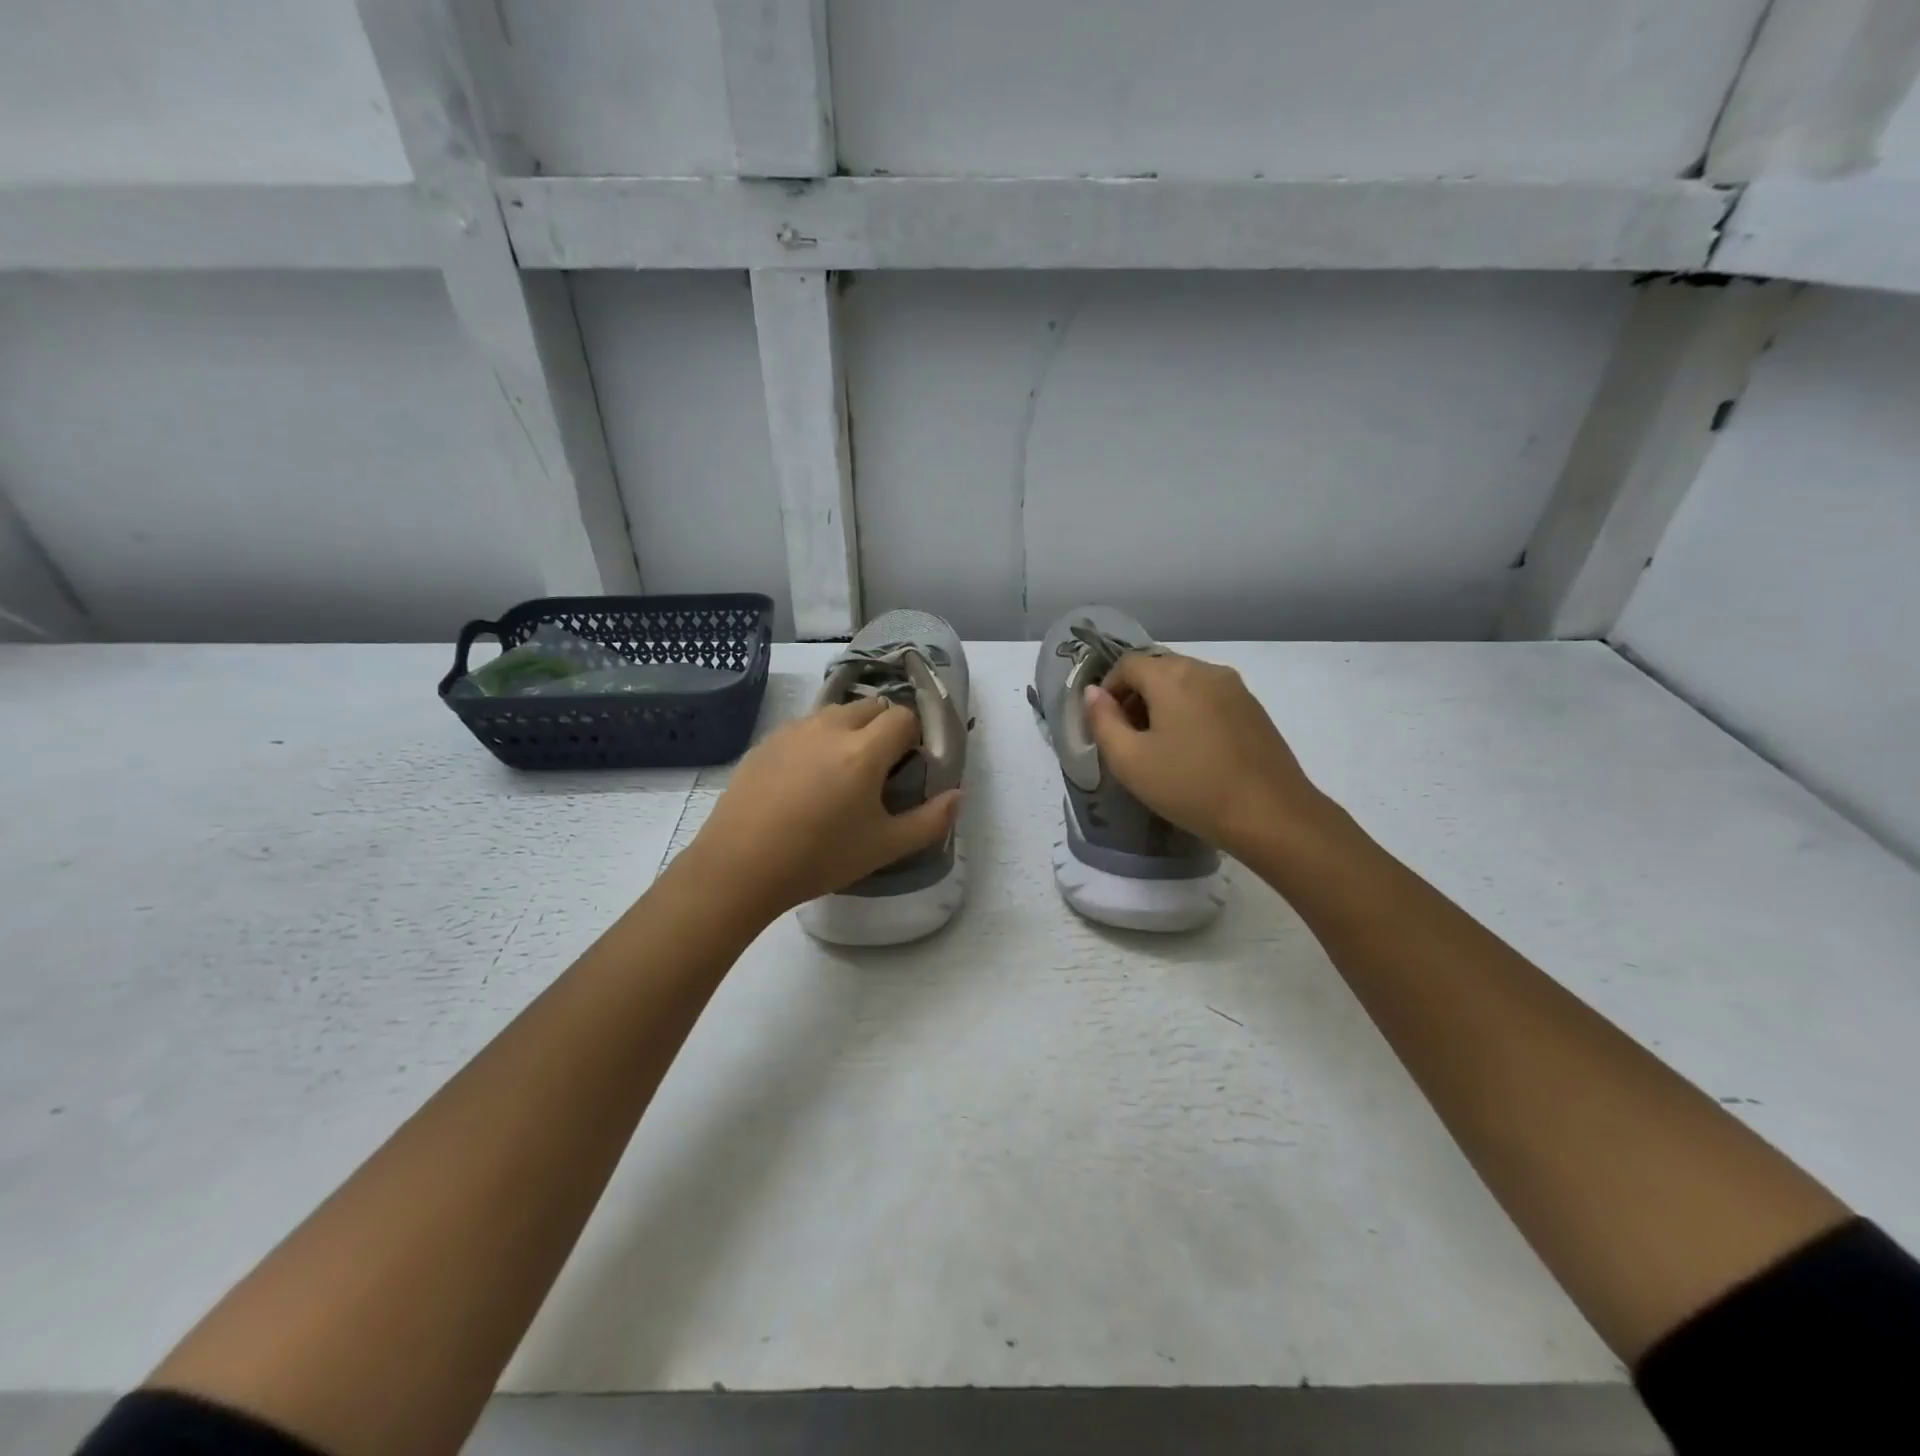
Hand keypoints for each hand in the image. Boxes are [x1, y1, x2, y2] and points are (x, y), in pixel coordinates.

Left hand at [688, 698, 961, 919]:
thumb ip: (930, 821)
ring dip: (849, 730)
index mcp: (864, 750)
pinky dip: (816, 741)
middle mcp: (830, 728)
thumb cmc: (819, 857)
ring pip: (834, 713)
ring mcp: (793, 731)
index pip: (903, 717)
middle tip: (878, 769)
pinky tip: (804, 780)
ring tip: (841, 772)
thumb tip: (956, 797)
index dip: (913, 737)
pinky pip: (803, 728)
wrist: (739, 867)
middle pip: (870, 707)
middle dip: (883, 728)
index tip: (908, 766)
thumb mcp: (884, 847)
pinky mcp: (765, 742)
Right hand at [1083, 651, 1331, 859]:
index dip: (1108, 690)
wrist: (1271, 815)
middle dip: (1135, 696)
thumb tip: (1094, 693)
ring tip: (1160, 746)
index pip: (1127, 664)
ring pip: (1186, 682)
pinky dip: (1191, 712)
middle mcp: (1206, 669)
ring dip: (1164, 704)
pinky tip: (1193, 750)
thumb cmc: (1191, 787)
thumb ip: (1103, 721)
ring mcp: (1236, 687)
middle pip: (1158, 668)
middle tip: (1129, 737)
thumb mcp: (1130, 761)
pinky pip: (1209, 697)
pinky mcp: (1254, 708)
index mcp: (1173, 676)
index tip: (1105, 725)